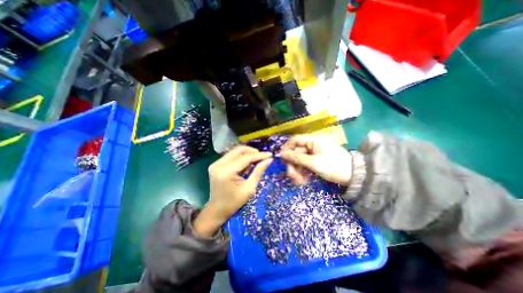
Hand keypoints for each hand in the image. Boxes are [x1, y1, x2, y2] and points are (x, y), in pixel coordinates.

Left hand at [193, 145, 273, 236]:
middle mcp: (218, 164)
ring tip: (257, 159)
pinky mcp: (216, 164)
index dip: (259, 155)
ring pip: (235, 151)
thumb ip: (258, 172)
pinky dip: (241, 157)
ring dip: (247, 153)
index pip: (245, 158)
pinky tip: (247, 162)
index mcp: (226, 172)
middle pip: (239, 150)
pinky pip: (231, 155)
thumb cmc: (234, 202)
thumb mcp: (249, 188)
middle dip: (253, 151)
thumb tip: (269, 160)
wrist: (217, 210)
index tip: (270, 154)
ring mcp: (216, 163)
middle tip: (263, 156)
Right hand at [279, 134, 352, 185]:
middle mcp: (312, 144)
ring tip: (299, 181)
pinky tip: (303, 180)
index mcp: (313, 140)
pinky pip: (304, 165)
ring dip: (297, 170)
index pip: (295, 140)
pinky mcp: (315, 161)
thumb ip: (297, 157)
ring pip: (299, 160)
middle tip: (292, 176)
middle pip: (295, 152)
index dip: (286, 148)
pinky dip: (302, 172)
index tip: (282, 159)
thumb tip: (281, 154)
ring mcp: (314, 153)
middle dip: (292, 164)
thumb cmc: (335, 167)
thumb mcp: (314, 163)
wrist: (355, 176)